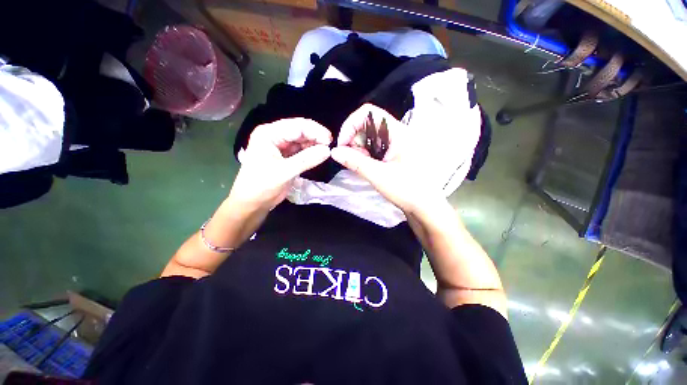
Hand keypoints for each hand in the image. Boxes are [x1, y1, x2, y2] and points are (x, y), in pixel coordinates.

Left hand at [228, 118, 331, 212]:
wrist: (253, 203)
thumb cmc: (262, 185)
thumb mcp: (284, 171)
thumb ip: (306, 160)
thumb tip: (327, 151)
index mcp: (269, 134)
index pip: (296, 126)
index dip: (314, 131)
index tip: (329, 140)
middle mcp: (275, 136)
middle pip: (300, 131)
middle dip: (315, 137)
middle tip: (330, 145)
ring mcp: (281, 147)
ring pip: (302, 141)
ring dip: (314, 144)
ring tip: (326, 151)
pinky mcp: (286, 157)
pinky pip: (301, 151)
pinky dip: (310, 152)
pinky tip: (319, 155)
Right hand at [332, 104, 444, 214]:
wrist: (425, 207)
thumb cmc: (407, 190)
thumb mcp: (379, 176)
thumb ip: (355, 162)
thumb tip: (334, 152)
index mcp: (398, 132)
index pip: (369, 113)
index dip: (351, 124)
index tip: (343, 144)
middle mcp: (397, 133)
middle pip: (367, 124)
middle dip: (354, 140)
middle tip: (351, 159)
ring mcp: (396, 144)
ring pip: (369, 137)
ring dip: (359, 150)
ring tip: (361, 166)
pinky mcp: (394, 153)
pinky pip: (374, 148)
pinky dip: (365, 155)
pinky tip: (367, 167)